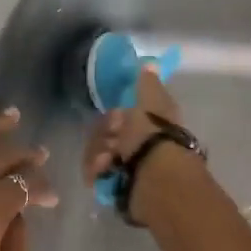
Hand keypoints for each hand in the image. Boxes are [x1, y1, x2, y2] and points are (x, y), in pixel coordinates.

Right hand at [82, 65, 186, 225]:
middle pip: (106, 134)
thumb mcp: (151, 103)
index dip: (115, 116)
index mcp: (150, 126)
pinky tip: (102, 173)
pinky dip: (96, 171)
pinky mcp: (116, 186)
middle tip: (111, 143)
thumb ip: (148, 84)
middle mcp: (139, 146)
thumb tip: (151, 63)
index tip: (116, 118)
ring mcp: (127, 167)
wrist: (155, 180)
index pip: (121, 116)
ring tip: (106, 162)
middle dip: (103, 136)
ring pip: (97, 153)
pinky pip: (95, 173)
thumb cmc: (154, 137)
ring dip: (97, 154)